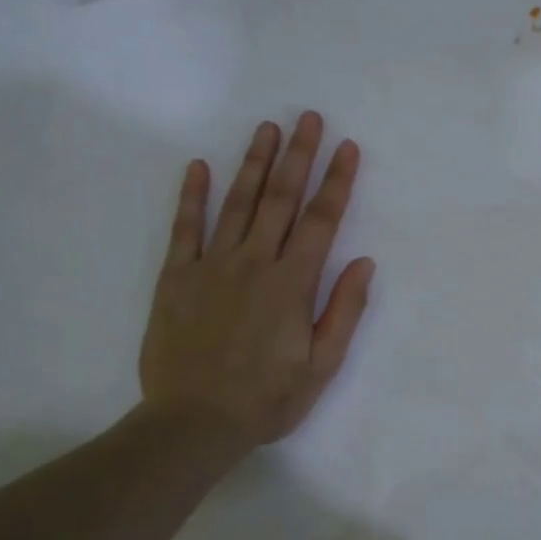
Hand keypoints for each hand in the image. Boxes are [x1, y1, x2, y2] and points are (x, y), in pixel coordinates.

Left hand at [138, 112, 375, 450]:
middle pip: (281, 200)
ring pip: (237, 203)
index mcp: (292, 284)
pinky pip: (185, 228)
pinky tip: (200, 167)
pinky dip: (192, 196)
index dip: (337, 182)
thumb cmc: (267, 399)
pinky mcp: (177, 278)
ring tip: (268, 129)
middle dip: (299, 156)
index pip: (321, 221)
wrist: (194, 422)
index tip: (348, 148)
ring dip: (255, 164)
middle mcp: (254, 263)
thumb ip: (343, 310)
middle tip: (309, 118)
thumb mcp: (322, 365)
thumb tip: (363, 262)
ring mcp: (211, 266)